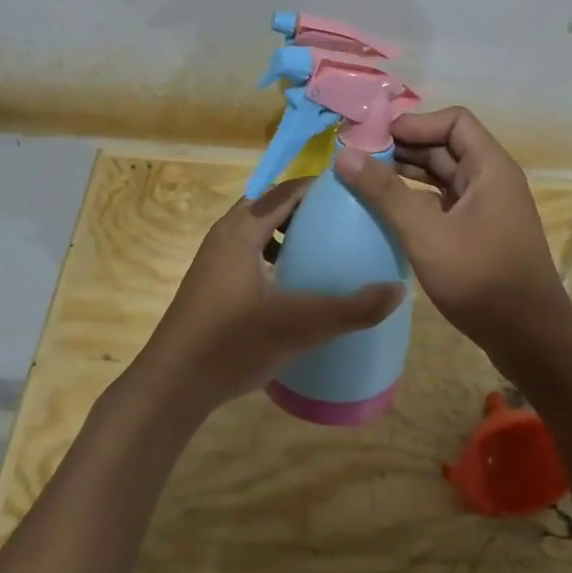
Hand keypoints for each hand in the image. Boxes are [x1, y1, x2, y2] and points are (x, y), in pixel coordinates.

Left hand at [138, 178, 404, 415]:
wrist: (173, 386)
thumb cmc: (233, 344)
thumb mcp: (300, 326)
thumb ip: (352, 309)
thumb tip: (399, 289)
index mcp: (242, 230)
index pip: (287, 190)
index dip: (321, 187)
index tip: (357, 193)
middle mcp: (225, 235)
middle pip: (272, 206)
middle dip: (309, 210)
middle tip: (348, 221)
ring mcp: (214, 260)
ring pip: (259, 232)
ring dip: (290, 234)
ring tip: (326, 250)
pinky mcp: (212, 284)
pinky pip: (251, 254)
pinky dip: (275, 256)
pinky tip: (295, 286)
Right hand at [335, 107, 570, 359]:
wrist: (529, 338)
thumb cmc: (481, 279)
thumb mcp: (426, 233)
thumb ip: (385, 193)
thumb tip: (344, 154)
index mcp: (490, 167)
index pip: (454, 120)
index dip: (416, 123)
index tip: (376, 140)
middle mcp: (492, 180)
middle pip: (446, 146)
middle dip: (404, 148)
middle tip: (359, 161)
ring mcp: (487, 208)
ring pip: (443, 177)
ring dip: (408, 176)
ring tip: (365, 184)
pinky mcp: (479, 234)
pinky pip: (444, 203)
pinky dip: (417, 202)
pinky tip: (389, 215)